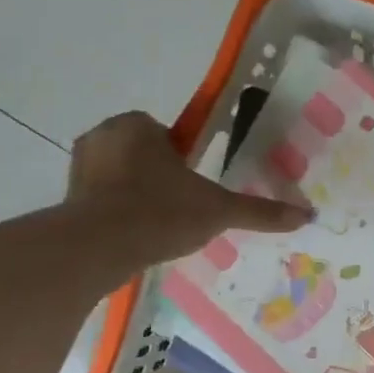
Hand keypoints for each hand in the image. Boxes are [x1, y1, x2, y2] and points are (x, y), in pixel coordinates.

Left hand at [67, 112, 311, 273]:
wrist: (100, 247)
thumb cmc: (162, 213)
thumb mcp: (219, 211)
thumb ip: (259, 211)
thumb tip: (306, 215)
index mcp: (138, 125)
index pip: (168, 134)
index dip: (184, 160)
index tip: (194, 188)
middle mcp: (104, 134)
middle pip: (144, 153)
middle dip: (160, 176)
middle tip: (180, 210)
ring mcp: (80, 164)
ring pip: (121, 175)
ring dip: (137, 194)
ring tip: (157, 228)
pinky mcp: (66, 195)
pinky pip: (100, 197)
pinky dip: (115, 212)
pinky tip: (133, 237)